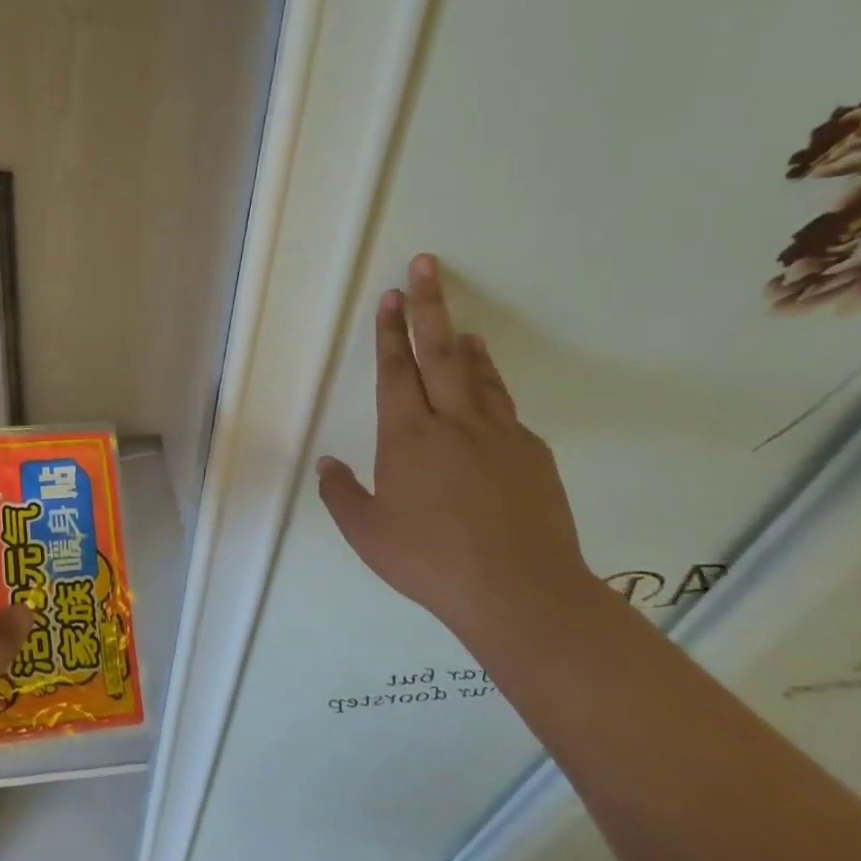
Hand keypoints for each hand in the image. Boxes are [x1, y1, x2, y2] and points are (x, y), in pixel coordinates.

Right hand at [316, 254, 588, 634]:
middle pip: (439, 353)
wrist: (521, 593)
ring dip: (466, 346)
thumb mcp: (367, 534)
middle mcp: (454, 423)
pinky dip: (494, 392)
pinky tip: (490, 400)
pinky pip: (507, 412)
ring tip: (461, 328)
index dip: (388, 332)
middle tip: (426, 267)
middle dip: (429, 306)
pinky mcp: (533, 456)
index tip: (390, 297)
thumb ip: (341, 494)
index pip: (395, 371)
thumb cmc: (431, 560)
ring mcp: (499, 436)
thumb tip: (327, 464)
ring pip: (479, 377)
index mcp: (408, 436)